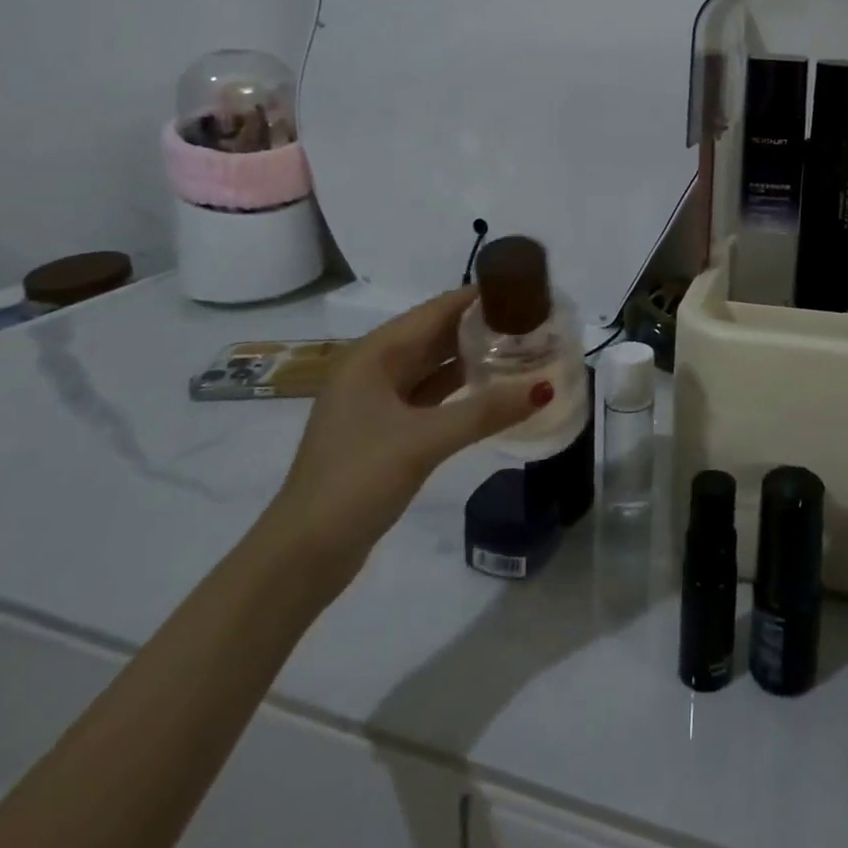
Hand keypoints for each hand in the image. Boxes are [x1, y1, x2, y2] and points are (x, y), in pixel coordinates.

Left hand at [259, 288, 550, 586]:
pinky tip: (494, 388)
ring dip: (474, 357)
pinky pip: (432, 394)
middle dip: (482, 326)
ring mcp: (378, 400)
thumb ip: (485, 411)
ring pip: (435, 364)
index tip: (527, 291)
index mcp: (373, 355)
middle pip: (437, 333)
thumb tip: (546, 388)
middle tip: (535, 321)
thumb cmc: (355, 481)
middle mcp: (374, 368)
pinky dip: (461, 387)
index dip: (480, 297)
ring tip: (524, 348)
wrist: (301, 556)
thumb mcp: (424, 441)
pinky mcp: (385, 429)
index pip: (437, 310)